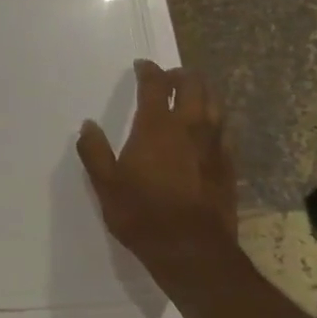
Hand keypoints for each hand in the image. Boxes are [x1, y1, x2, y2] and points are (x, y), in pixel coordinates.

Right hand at [77, 62, 239, 277]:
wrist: (193, 251)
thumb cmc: (142, 215)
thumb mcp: (105, 185)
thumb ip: (94, 151)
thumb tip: (88, 126)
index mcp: (156, 127)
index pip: (155, 85)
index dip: (149, 71)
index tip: (142, 66)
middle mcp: (189, 128)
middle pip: (193, 86)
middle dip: (181, 75)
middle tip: (169, 76)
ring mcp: (214, 146)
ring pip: (215, 105)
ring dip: (203, 92)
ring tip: (191, 95)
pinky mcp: (228, 166)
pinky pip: (224, 131)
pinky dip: (214, 120)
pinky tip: (207, 130)